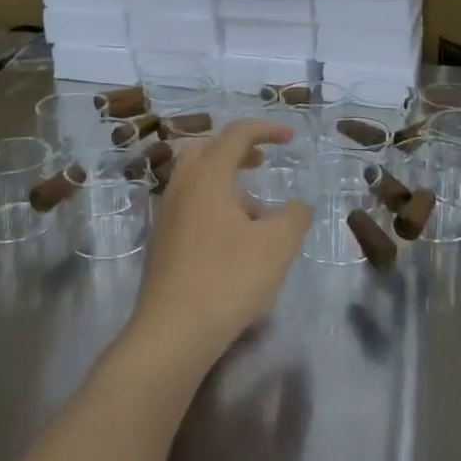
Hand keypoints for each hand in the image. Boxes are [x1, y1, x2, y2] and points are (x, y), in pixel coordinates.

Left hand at [127, 119, 311, 373]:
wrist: (173, 331)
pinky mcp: (162, 240)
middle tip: (262, 160)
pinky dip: (212, 201)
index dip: (266, 129)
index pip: (237, 133)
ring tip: (255, 208)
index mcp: (208, 175)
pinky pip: (189, 203)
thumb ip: (295, 216)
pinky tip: (233, 236)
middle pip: (207, 148)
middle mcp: (182, 185)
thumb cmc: (229, 278)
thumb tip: (298, 206)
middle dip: (237, 148)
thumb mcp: (278, 246)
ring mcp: (166, 213)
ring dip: (225, 178)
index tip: (290, 138)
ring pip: (195, 177)